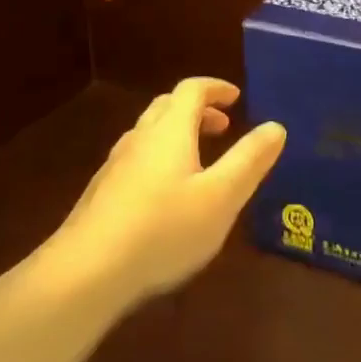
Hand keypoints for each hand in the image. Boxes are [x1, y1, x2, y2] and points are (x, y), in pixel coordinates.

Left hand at [50, 78, 285, 312]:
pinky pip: (136, 159)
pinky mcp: (101, 194)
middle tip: (222, 127)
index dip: (216, 88)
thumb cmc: (163, 229)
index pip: (192, 89)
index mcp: (170, 130)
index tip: (236, 98)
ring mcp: (115, 166)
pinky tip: (166, 196)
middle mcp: (140, 138)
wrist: (85, 273)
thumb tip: (276, 126)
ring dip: (177, 134)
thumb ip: (250, 160)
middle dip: (198, 110)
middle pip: (167, 106)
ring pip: (149, 133)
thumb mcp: (221, 197)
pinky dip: (159, 159)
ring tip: (199, 160)